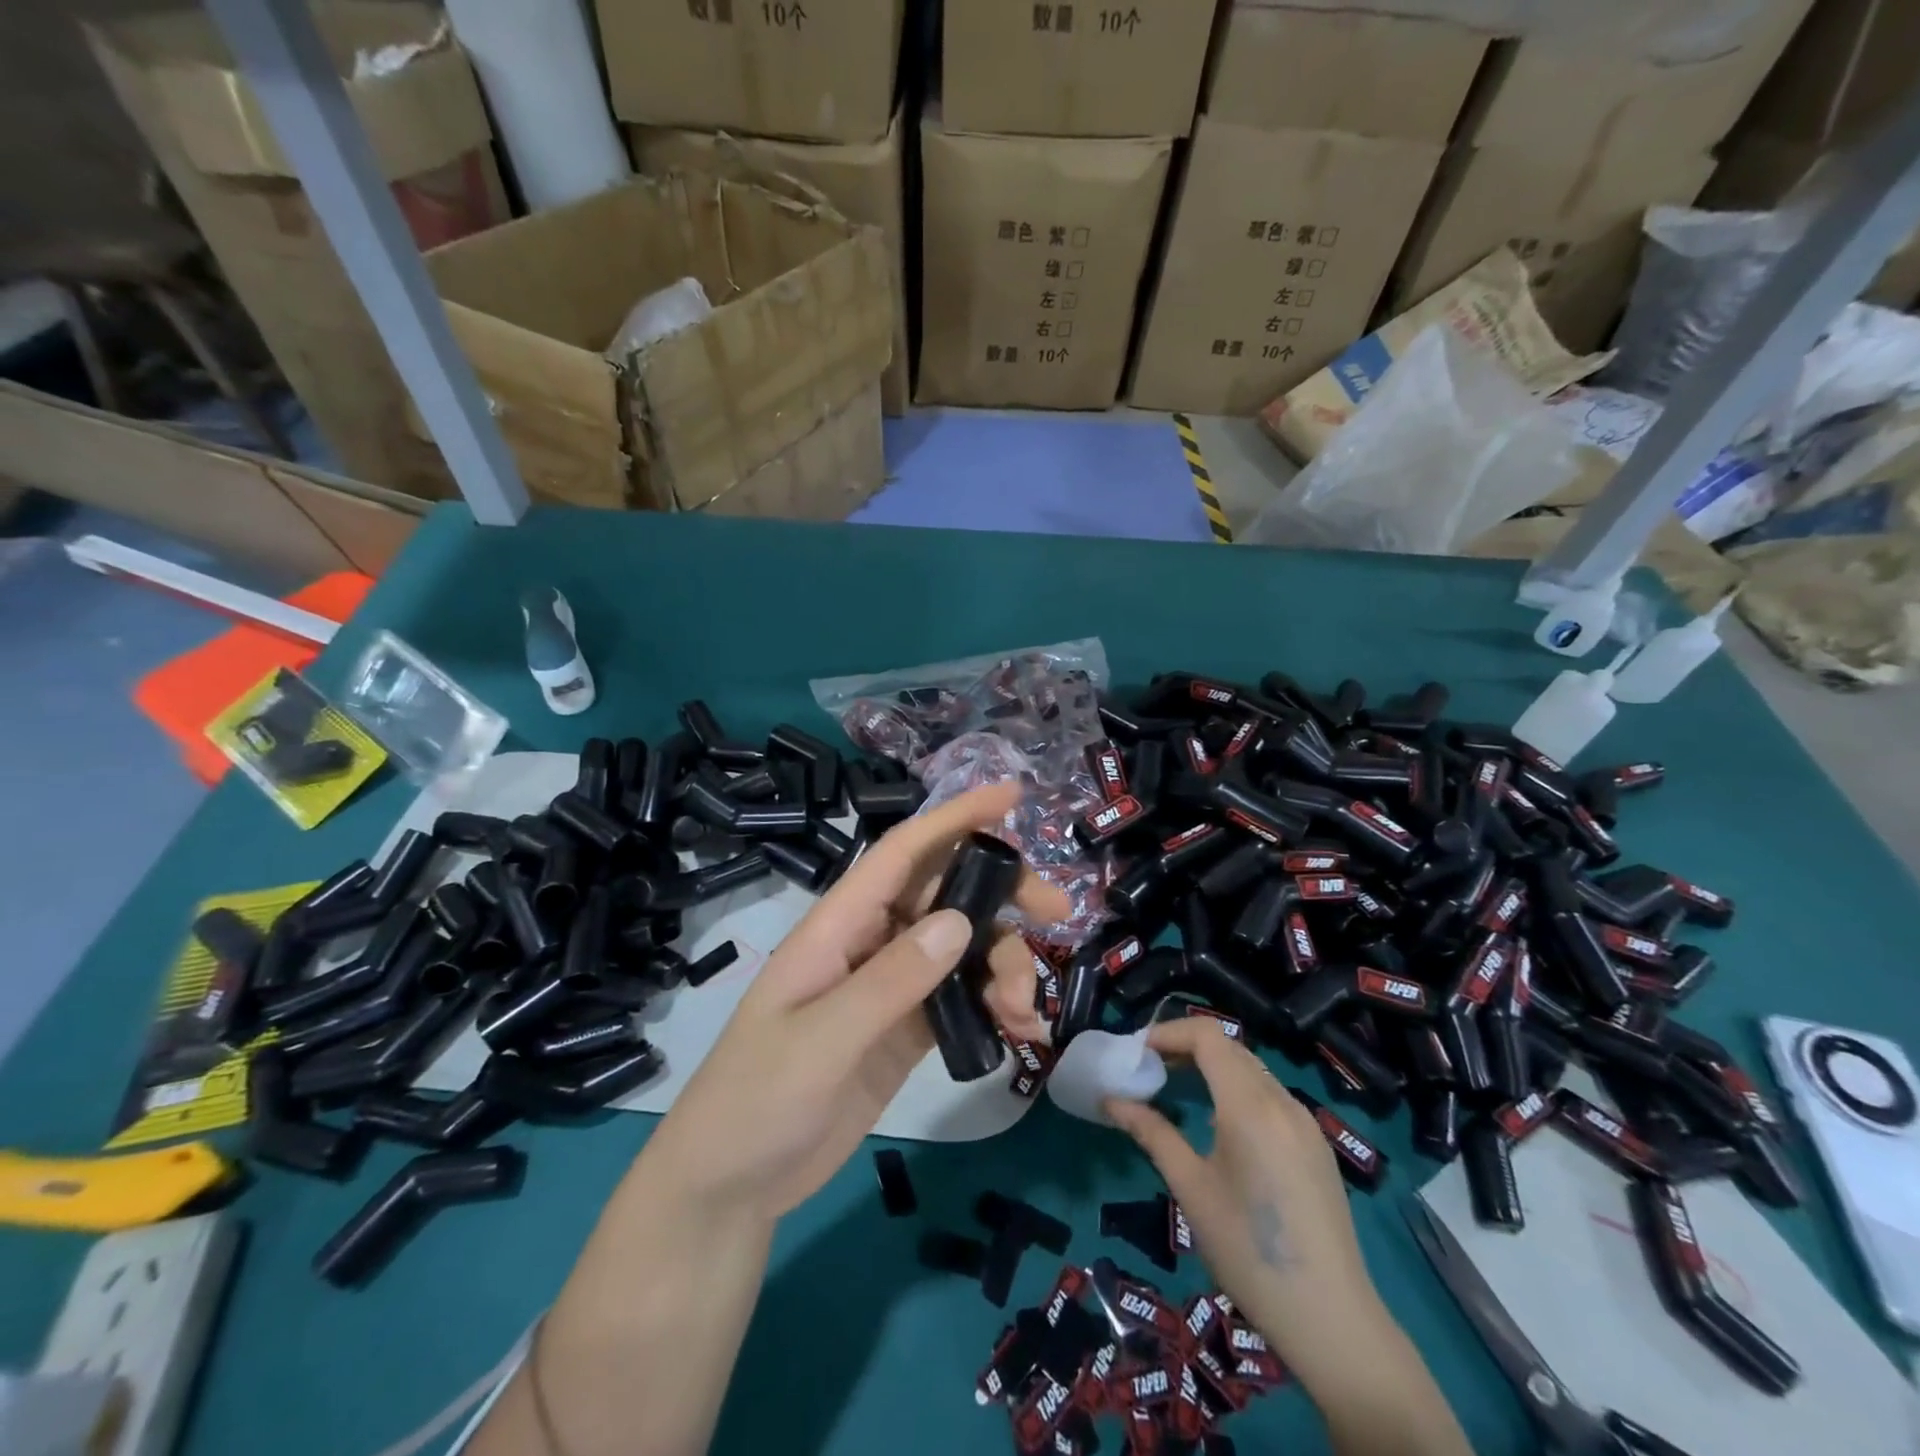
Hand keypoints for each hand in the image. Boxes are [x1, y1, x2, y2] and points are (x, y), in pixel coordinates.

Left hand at [639, 782, 1069, 1228]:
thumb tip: (959, 921)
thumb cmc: (756, 1100)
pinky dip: (996, 1006)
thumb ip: (891, 980)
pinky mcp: (908, 1028)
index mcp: (840, 925)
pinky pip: (964, 998)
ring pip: (965, 948)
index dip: (955, 818)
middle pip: (947, 894)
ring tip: (1024, 1012)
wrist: (733, 1184)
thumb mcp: (820, 1039)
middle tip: (1058, 913)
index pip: (903, 854)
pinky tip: (1020, 1033)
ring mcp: (893, 986)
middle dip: (1004, 894)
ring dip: (1004, 965)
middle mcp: (871, 942)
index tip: (1011, 796)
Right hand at [1104, 1019, 1391, 1388]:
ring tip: (1178, 1091)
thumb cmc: (1248, 1251)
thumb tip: (1111, 1100)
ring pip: (1252, 1069)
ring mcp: (1305, 1123)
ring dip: (1213, 1066)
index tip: (1137, 1052)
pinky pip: (1270, 1095)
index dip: (1169, 1032)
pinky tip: (1219, 1125)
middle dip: (1187, 1046)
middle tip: (1150, 1069)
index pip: (1208, 1036)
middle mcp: (1282, 1102)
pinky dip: (1237, 1088)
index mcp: (1250, 1106)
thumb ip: (1152, 1133)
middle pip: (1230, 1047)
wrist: (1331, 1319)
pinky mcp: (1316, 1145)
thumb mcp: (1191, 1188)